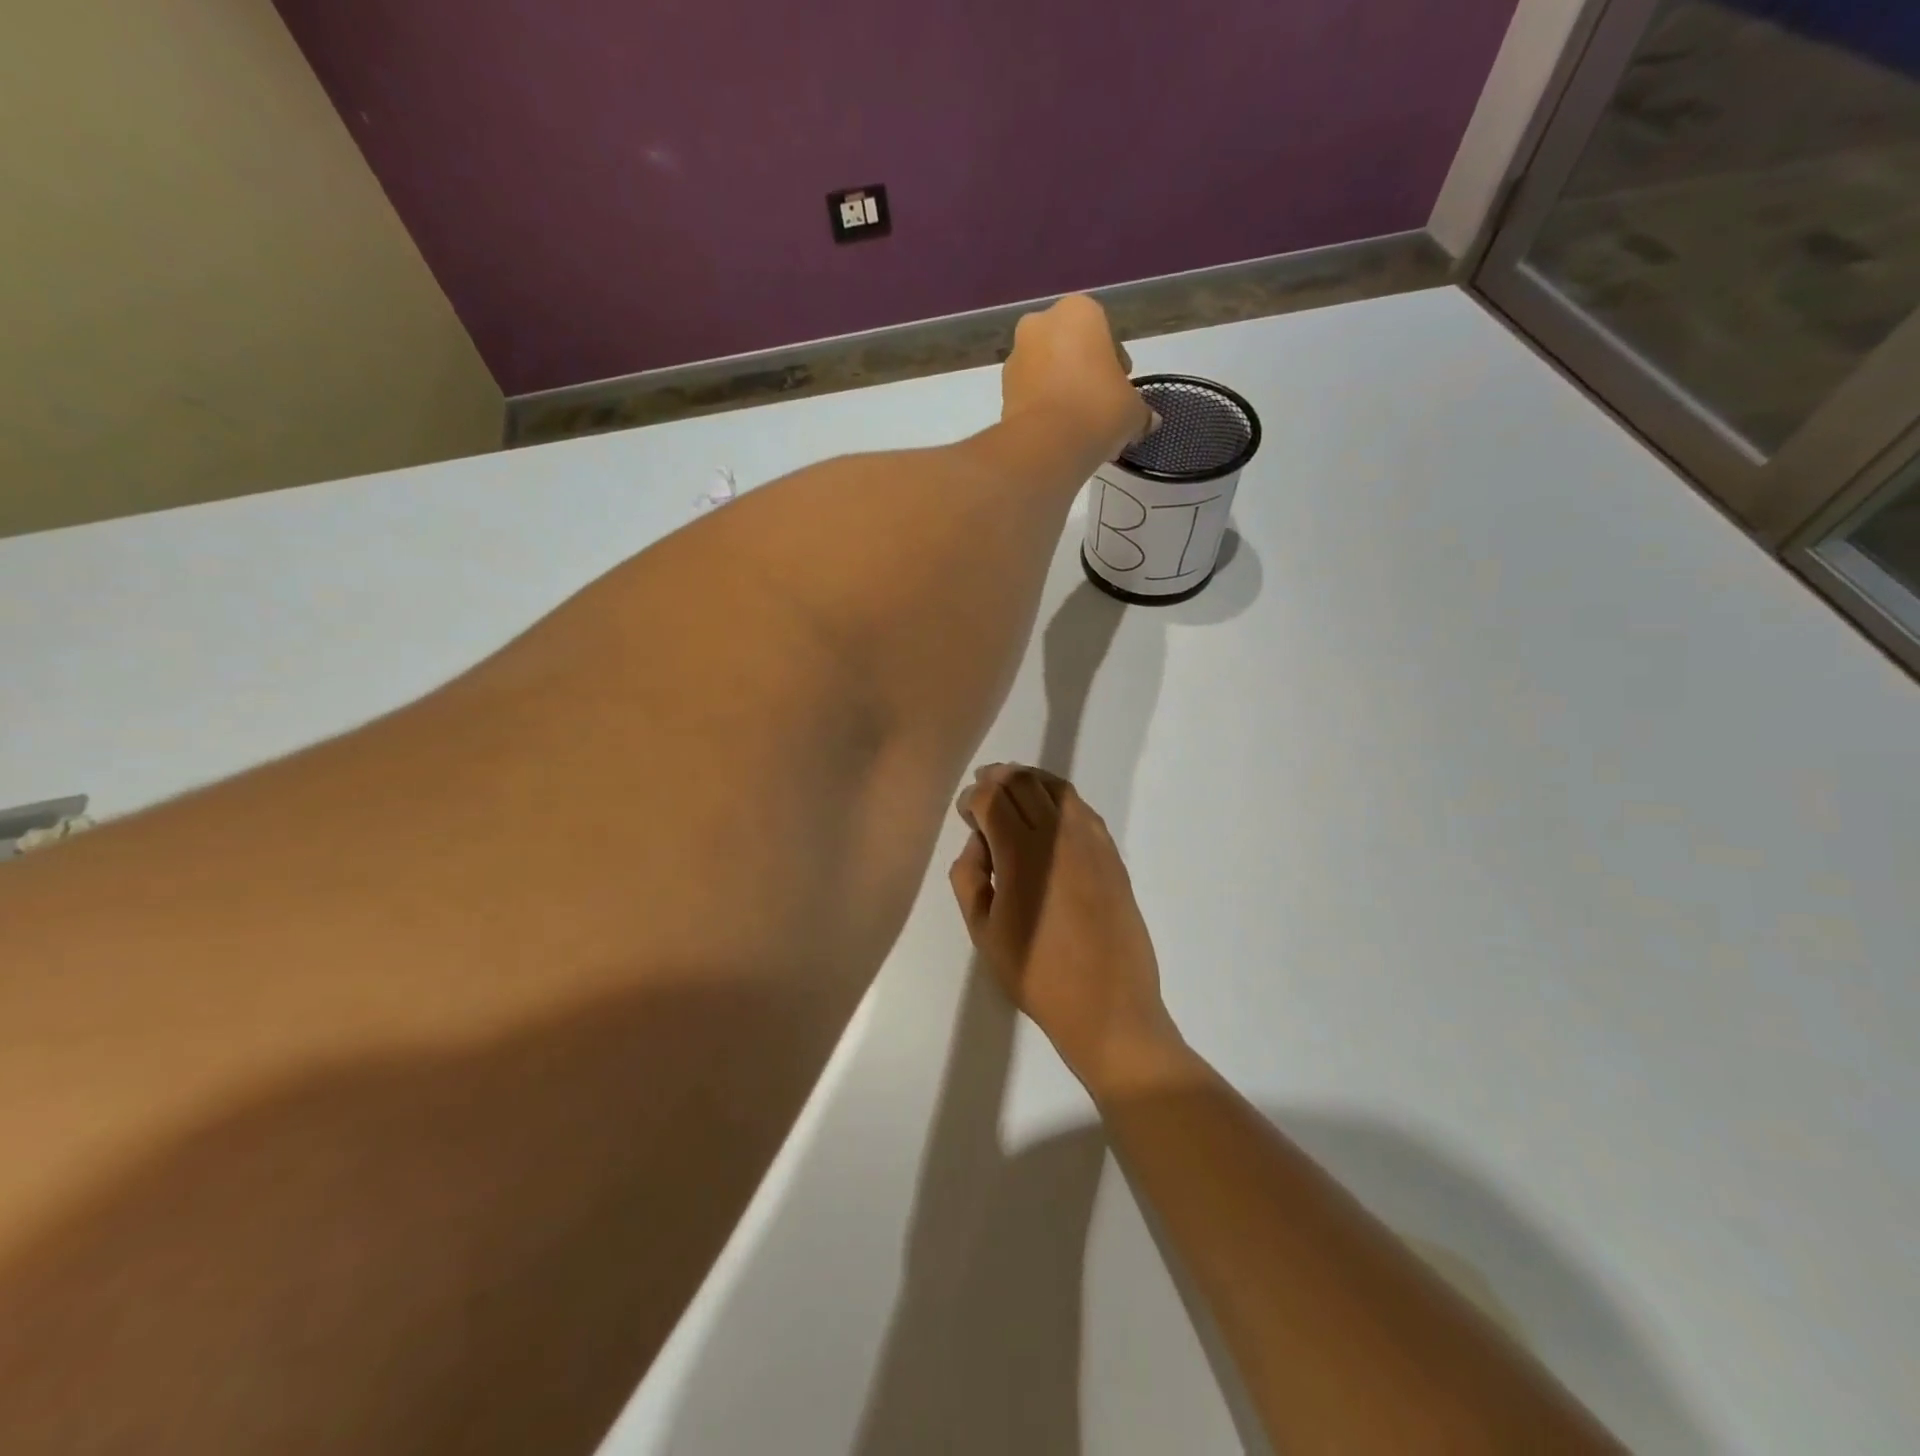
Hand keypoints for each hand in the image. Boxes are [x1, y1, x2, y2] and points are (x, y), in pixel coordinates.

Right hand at [949, 764, 1184, 1095]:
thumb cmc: (1036, 975)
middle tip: (983, 795)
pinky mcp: (1112, 855)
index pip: (993, 798)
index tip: (965, 813)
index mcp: (1022, 854)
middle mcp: (1059, 835)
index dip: (974, 797)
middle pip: (1024, 782)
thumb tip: (979, 844)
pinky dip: (1059, 800)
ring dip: (1030, 783)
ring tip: (1013, 795)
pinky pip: (1082, 809)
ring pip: (1057, 788)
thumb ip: (969, 878)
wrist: (1107, 1006)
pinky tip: (1049, 818)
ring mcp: (1092, 842)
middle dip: (998, 780)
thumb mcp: (983, 933)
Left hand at [1001, 296, 1156, 461]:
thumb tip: (1149, 421)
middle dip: (1085, 374)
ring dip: (1062, 391)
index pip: (1105, 332)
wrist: (1046, 445)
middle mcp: (1041, 323)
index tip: (1120, 389)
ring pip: (1048, 371)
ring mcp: (1016, 356)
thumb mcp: (1133, 410)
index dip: (1116, 364)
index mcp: (1078, 311)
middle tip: (1100, 407)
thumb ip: (1141, 410)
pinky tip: (1059, 435)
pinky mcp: (1002, 390)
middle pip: (1071, 349)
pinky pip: (1031, 395)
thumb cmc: (1098, 410)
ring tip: (1079, 427)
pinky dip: (1044, 408)